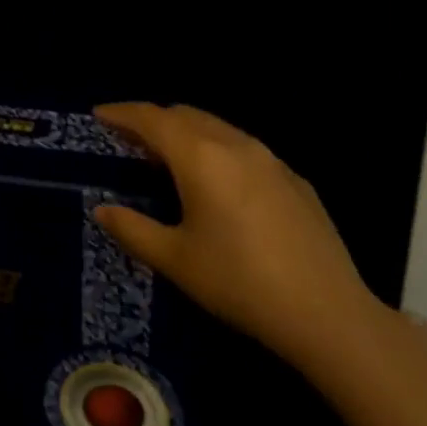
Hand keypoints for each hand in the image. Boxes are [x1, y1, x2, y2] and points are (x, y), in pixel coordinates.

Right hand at [92, 103, 381, 367]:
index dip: (122, 113)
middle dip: (153, 120)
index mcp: (200, 157)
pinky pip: (244, 149)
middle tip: (128, 140)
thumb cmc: (239, 282)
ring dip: (186, 133)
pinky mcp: (293, 178)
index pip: (152, 119)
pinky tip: (218, 184)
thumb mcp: (176, 260)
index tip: (99, 114)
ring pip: (217, 128)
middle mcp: (234, 144)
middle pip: (185, 114)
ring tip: (168, 159)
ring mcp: (270, 159)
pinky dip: (217, 150)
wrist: (326, 312)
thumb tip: (102, 210)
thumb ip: (133, 229)